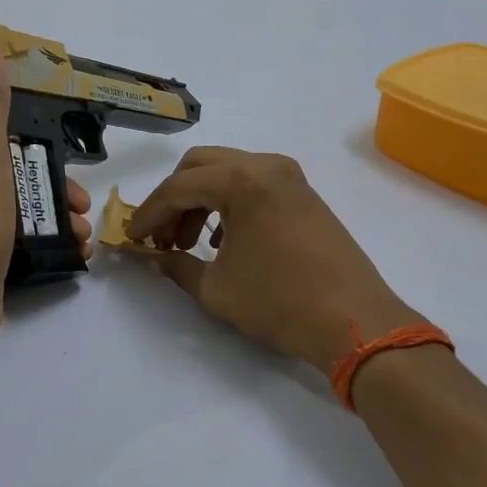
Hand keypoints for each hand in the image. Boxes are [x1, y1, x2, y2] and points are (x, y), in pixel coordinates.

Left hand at [0, 40, 91, 359]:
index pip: (0, 147)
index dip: (41, 159)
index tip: (70, 177)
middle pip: (16, 182)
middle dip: (58, 195)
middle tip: (85, 211)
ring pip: (22, 215)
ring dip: (61, 222)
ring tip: (85, 237)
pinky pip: (19, 246)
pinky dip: (49, 246)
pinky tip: (75, 255)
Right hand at [128, 147, 415, 376]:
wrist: (352, 320)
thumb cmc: (279, 302)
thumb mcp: (216, 289)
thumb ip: (177, 267)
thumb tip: (155, 257)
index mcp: (242, 180)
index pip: (179, 187)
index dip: (149, 213)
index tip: (133, 238)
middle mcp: (267, 166)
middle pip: (202, 166)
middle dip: (174, 199)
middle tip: (162, 237)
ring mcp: (292, 179)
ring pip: (230, 173)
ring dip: (202, 201)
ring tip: (191, 244)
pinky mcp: (306, 196)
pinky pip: (255, 186)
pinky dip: (231, 204)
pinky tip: (226, 242)